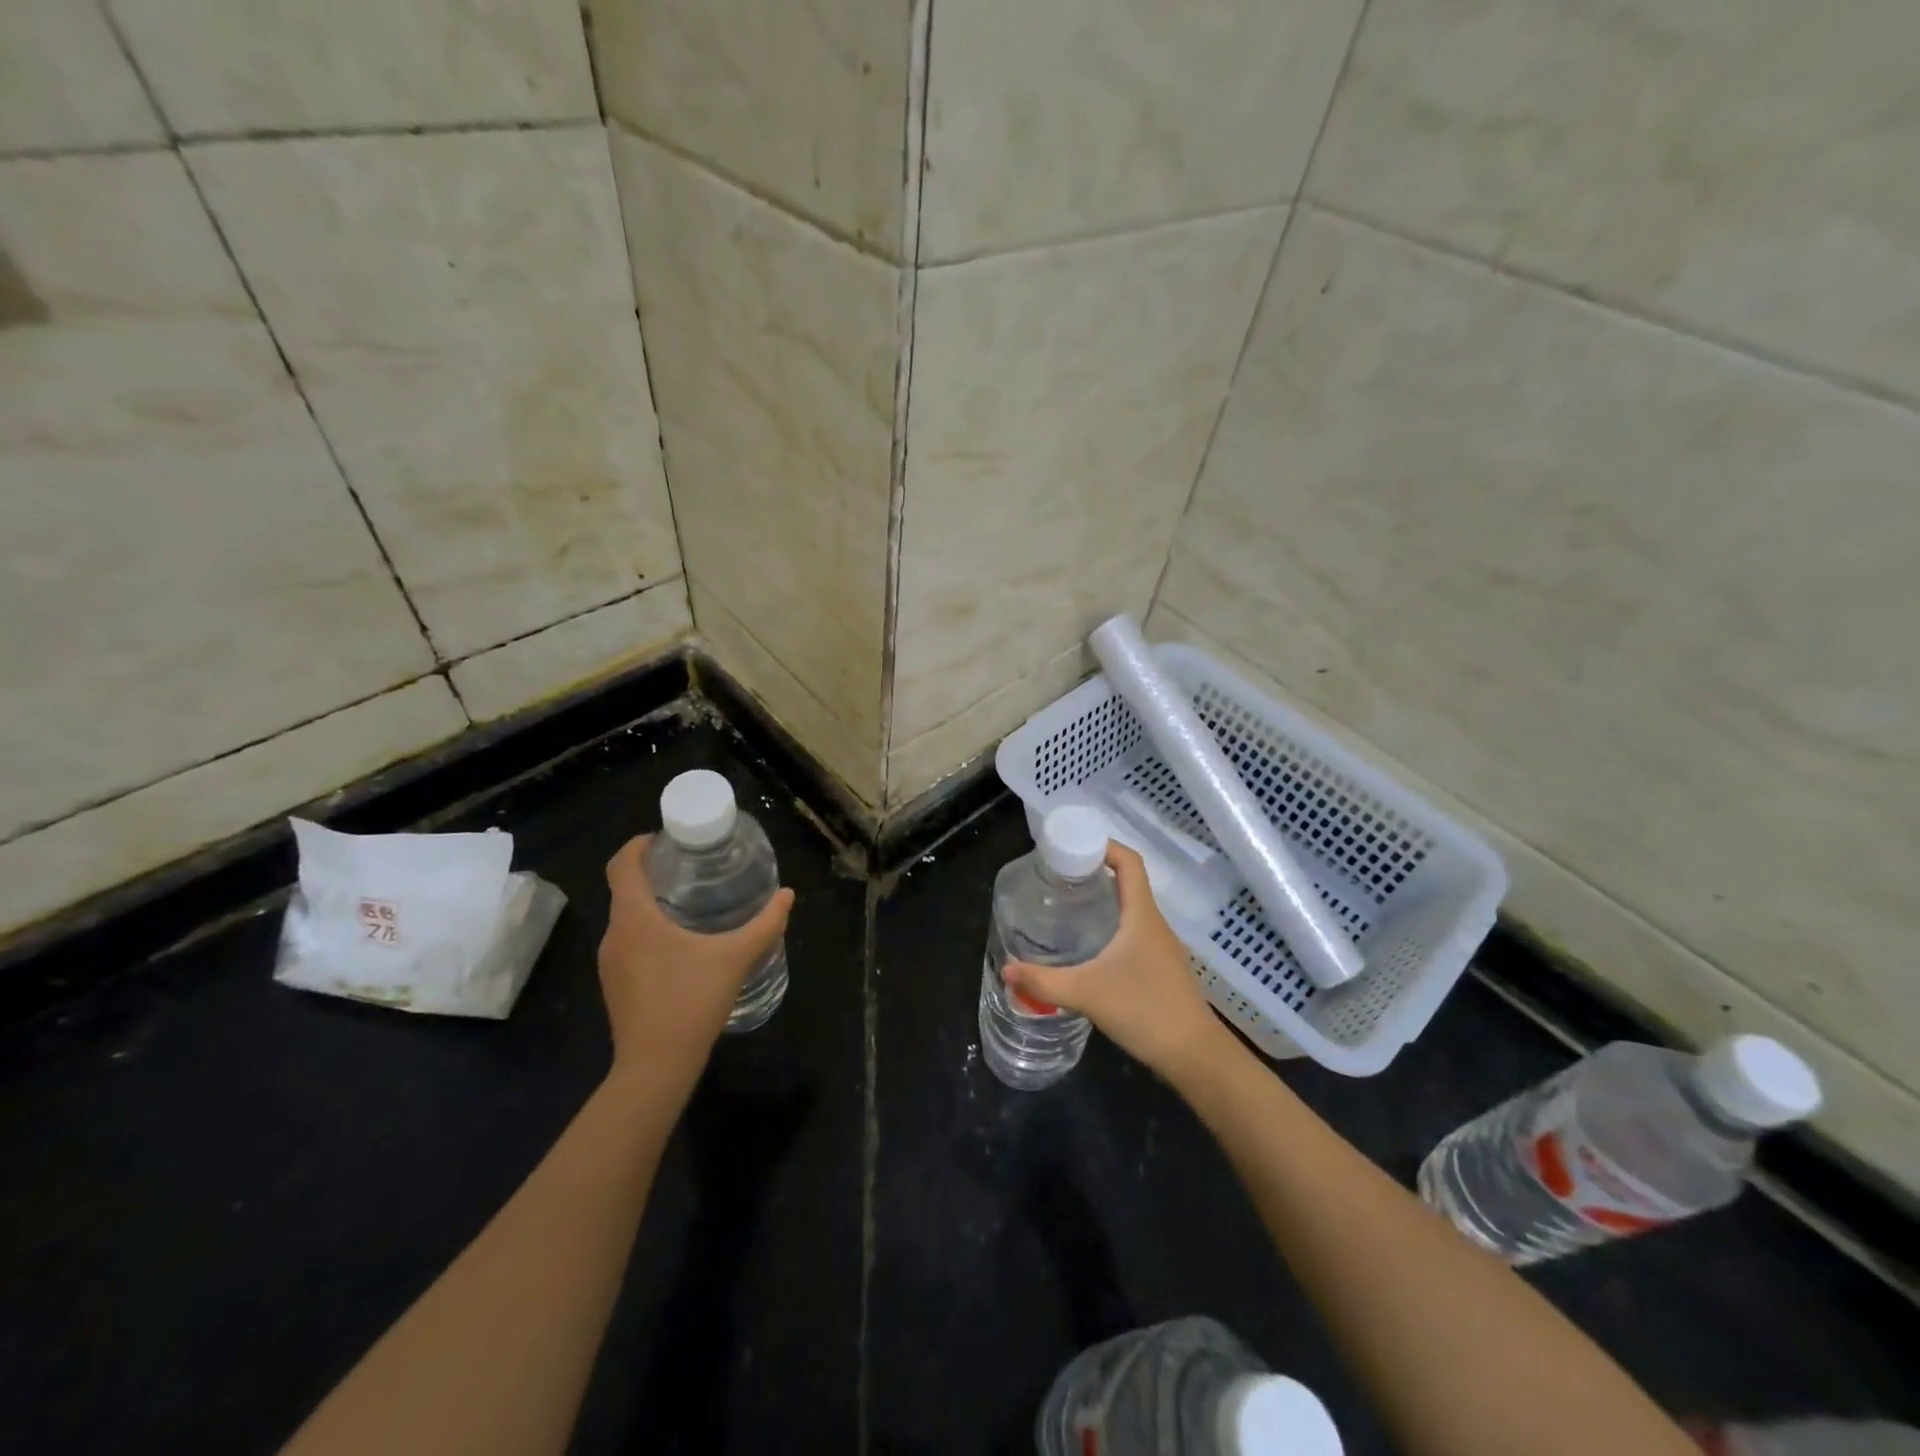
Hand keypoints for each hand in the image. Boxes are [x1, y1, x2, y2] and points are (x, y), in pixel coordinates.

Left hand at [597, 835, 793, 1094]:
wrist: (655, 1068)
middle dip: (653, 872)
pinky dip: (648, 930)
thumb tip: (787, 895)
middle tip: (692, 867)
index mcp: (634, 918)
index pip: (621, 865)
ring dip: (651, 903)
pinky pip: (628, 942)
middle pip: (624, 889)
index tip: (666, 838)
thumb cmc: (690, 1001)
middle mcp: (614, 934)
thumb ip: (765, 925)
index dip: (638, 845)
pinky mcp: (615, 985)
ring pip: (626, 918)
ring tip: (691, 902)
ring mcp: (610, 963)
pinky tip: (681, 945)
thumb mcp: (735, 958)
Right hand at [1003, 843, 1227, 1080]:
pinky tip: (1088, 946)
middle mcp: (1154, 923)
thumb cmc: (1145, 1011)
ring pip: (1130, 909)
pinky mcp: (1159, 967)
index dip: (1104, 845)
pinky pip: (1132, 932)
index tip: (1072, 846)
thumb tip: (1007, 969)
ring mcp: (1160, 946)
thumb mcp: (1086, 993)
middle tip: (1058, 876)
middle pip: (1127, 881)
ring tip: (1066, 905)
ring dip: (1102, 900)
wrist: (1194, 1056)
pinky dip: (1110, 926)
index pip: (1129, 862)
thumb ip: (1043, 981)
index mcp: (1141, 915)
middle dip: (1094, 872)